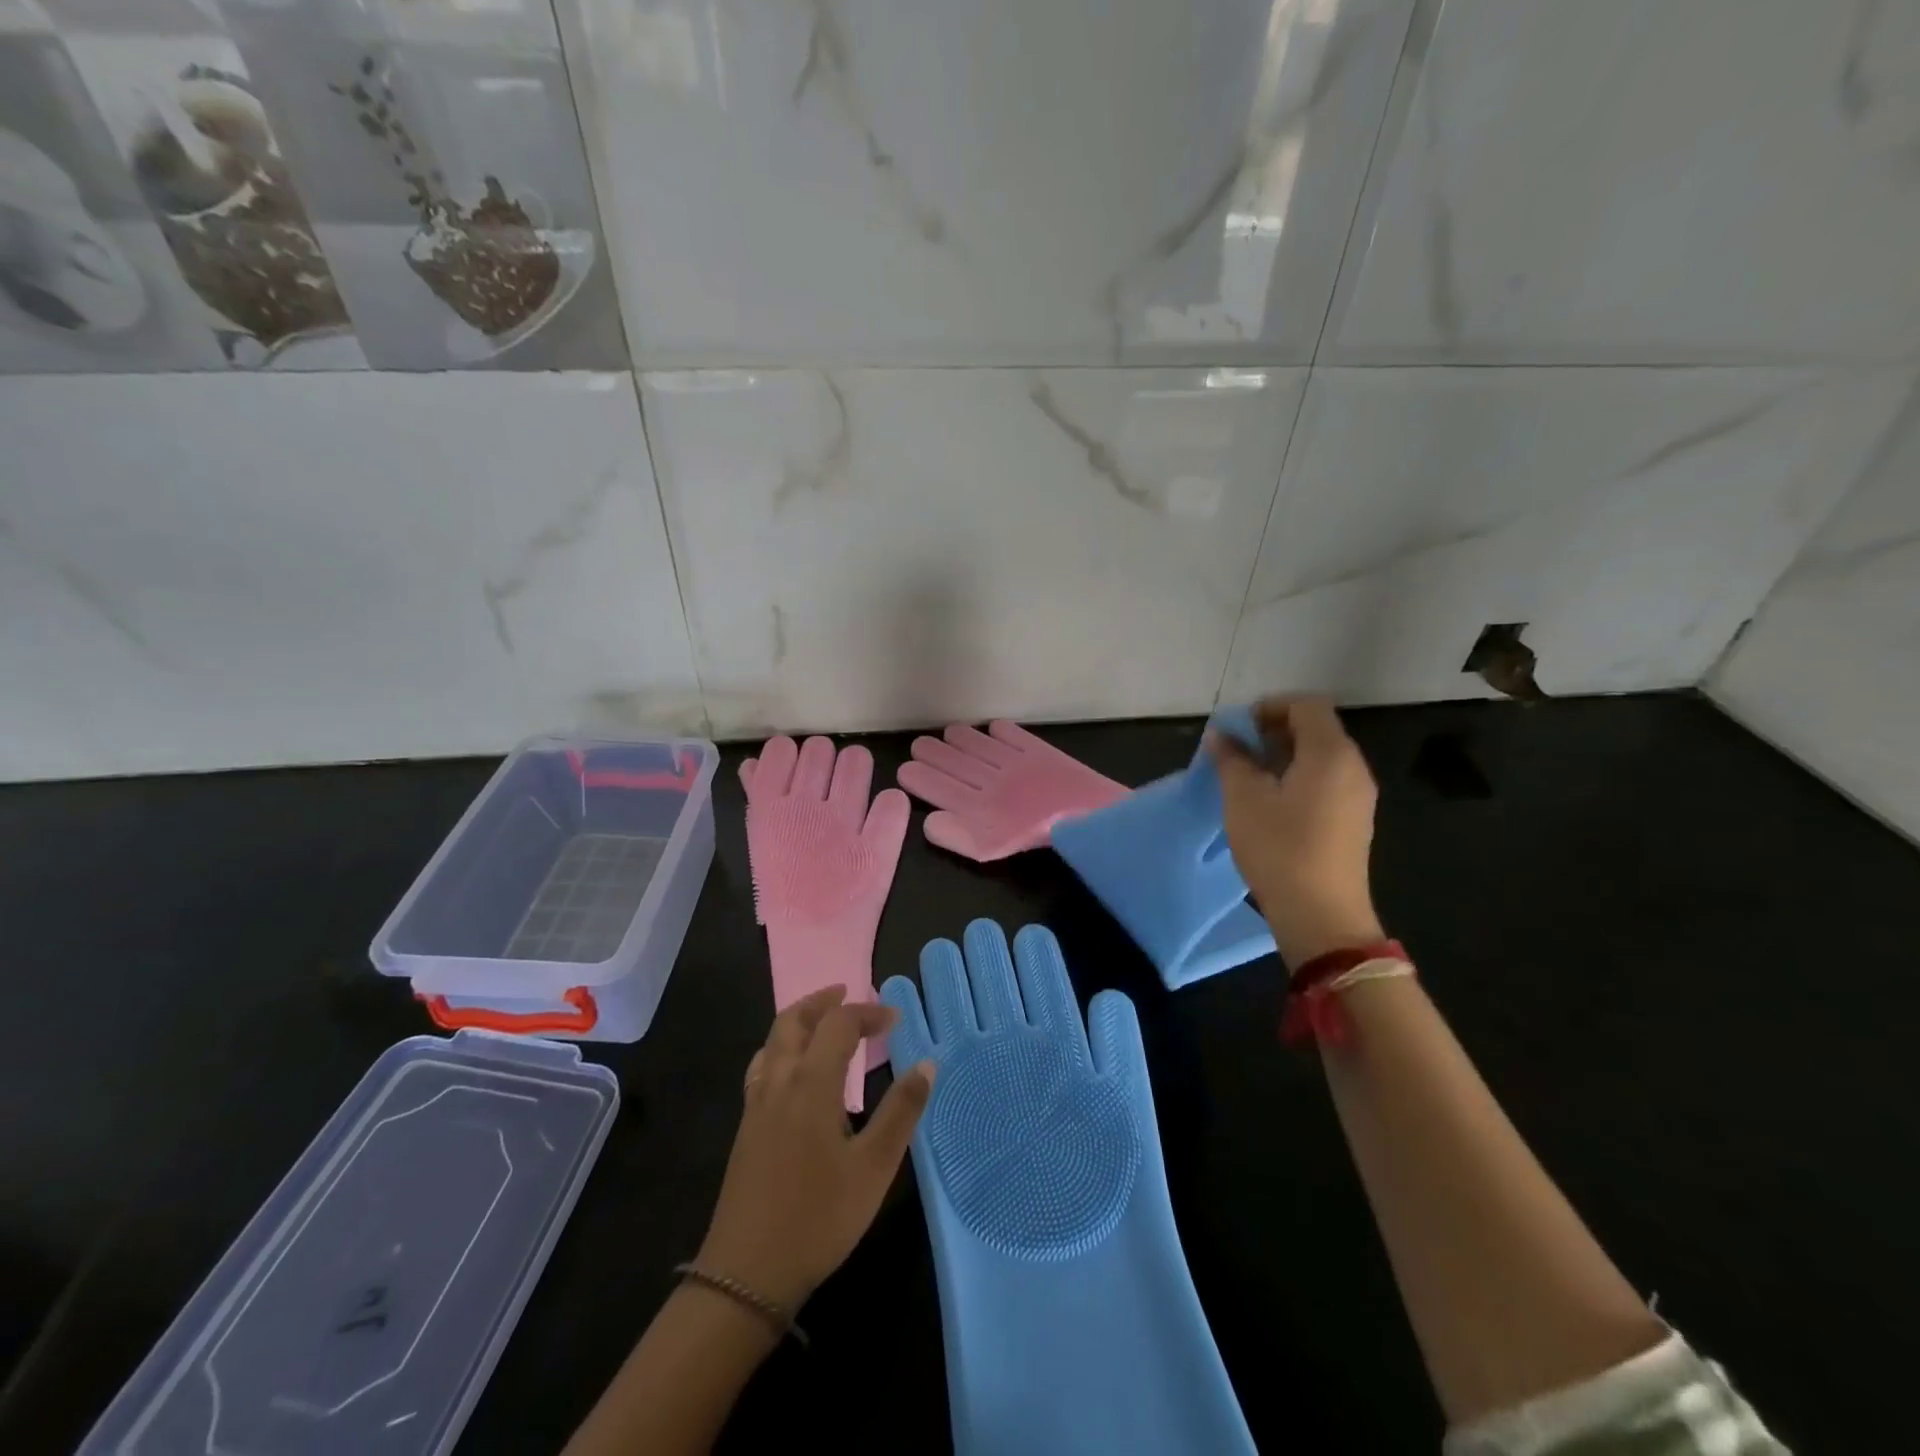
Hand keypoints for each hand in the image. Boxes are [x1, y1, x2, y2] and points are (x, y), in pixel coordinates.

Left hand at [696, 987, 935, 1312]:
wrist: (745, 1274)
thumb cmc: (818, 1218)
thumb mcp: (873, 1168)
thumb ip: (901, 1112)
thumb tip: (927, 1063)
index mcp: (810, 1083)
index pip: (838, 1025)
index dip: (867, 1013)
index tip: (894, 1019)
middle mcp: (779, 1082)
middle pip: (793, 1021)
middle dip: (822, 1001)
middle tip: (847, 993)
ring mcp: (756, 1105)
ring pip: (772, 1042)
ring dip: (799, 1021)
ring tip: (823, 1024)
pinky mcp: (746, 1129)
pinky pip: (763, 1067)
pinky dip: (782, 1049)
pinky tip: (795, 1073)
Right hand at [1208, 696, 1383, 968]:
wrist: (1322, 916)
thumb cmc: (1279, 849)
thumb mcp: (1243, 799)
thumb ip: (1232, 759)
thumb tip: (1221, 735)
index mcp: (1330, 753)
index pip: (1306, 704)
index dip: (1270, 706)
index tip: (1238, 728)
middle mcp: (1352, 766)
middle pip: (1316, 728)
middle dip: (1273, 730)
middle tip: (1236, 750)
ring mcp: (1358, 795)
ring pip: (1320, 755)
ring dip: (1283, 755)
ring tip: (1247, 776)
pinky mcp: (1353, 819)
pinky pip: (1326, 780)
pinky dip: (1297, 776)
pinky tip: (1269, 801)